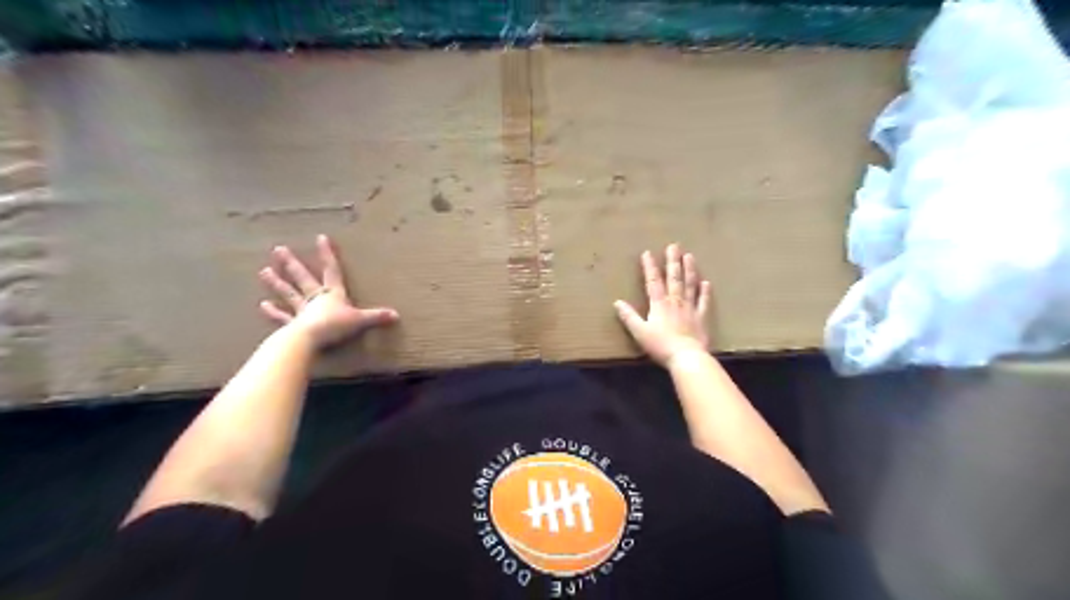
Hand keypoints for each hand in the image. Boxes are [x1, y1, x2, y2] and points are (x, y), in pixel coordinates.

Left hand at [257, 232, 398, 348]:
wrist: (309, 339)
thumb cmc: (335, 326)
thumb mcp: (360, 321)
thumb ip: (376, 317)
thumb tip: (396, 315)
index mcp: (333, 294)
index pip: (331, 270)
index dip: (327, 254)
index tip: (320, 237)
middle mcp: (315, 298)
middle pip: (303, 278)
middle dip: (292, 264)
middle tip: (278, 249)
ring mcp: (302, 310)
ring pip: (289, 293)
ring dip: (277, 282)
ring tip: (264, 271)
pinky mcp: (292, 325)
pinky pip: (282, 317)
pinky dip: (273, 312)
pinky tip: (262, 305)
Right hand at [614, 241, 712, 364]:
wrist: (686, 357)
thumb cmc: (660, 345)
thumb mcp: (639, 332)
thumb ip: (629, 316)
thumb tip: (617, 302)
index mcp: (659, 304)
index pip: (653, 281)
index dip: (650, 267)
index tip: (648, 253)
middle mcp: (675, 301)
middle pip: (674, 278)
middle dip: (672, 261)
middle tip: (674, 245)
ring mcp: (690, 308)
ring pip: (689, 285)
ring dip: (689, 270)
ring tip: (689, 256)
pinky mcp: (702, 318)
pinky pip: (704, 301)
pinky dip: (705, 292)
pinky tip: (706, 282)